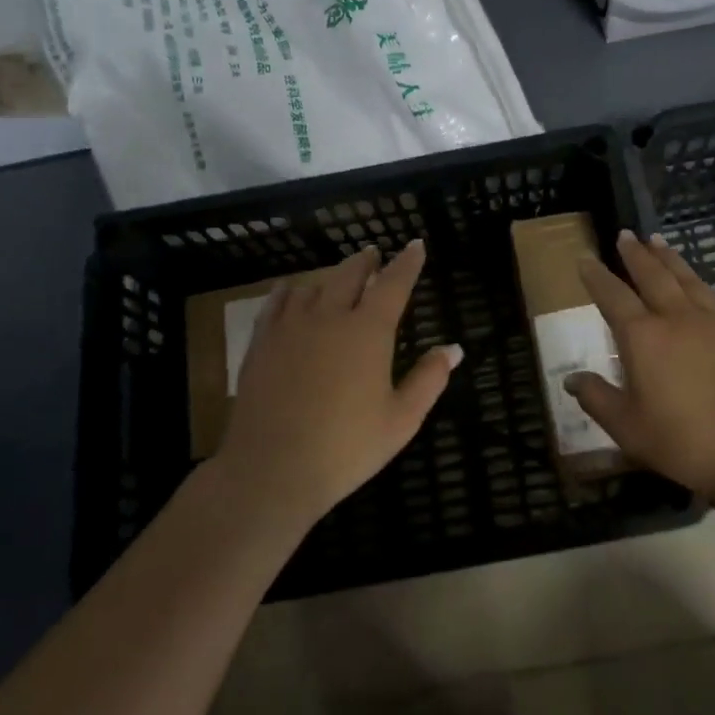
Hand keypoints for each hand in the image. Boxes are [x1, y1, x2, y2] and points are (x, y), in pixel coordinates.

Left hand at [218, 240, 460, 526]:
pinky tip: (293, 292)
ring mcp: (290, 327)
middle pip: (349, 273)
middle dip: (366, 261)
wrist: (271, 470)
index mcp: (368, 331)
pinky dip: (292, 290)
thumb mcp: (401, 420)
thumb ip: (429, 379)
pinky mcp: (261, 342)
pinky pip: (277, 301)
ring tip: (339, 279)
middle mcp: (329, 317)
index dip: (407, 262)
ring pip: (313, 284)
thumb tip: (453, 348)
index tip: (415, 245)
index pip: (393, 283)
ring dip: (331, 276)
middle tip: (375, 256)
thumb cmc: (345, 448)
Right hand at [568, 231, 714, 505]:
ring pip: (685, 278)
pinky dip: (696, 280)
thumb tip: (571, 378)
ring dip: (668, 257)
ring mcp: (713, 321)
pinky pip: (711, 294)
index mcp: (643, 337)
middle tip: (625, 235)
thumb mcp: (629, 428)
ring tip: (657, 241)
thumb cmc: (687, 440)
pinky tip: (696, 282)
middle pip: (652, 275)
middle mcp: (676, 317)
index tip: (585, 258)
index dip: (596, 276)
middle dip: (635, 254)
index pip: (613, 296)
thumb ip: (598, 399)